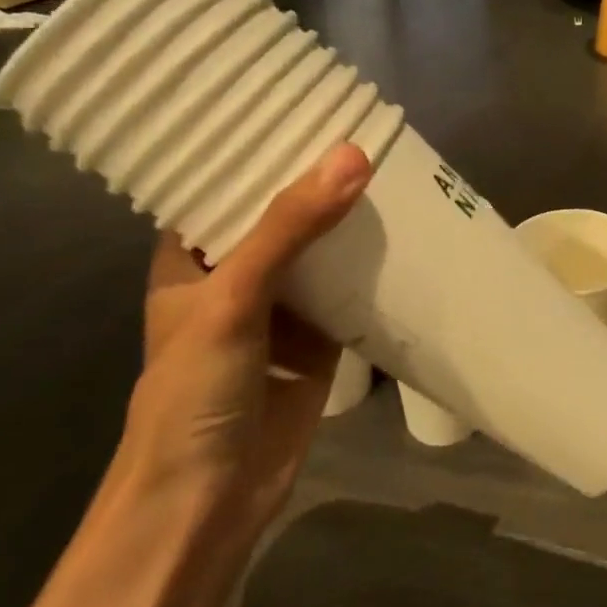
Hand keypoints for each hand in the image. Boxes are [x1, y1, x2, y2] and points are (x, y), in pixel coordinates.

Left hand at [122, 143, 371, 531]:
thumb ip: (289, 228)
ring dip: (353, 218)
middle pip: (284, 212)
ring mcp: (283, 306)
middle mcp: (239, 273)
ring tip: (399, 166)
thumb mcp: (232, 298)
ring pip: (323, 247)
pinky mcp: (321, 337)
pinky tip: (412, 231)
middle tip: (371, 128)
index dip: (260, 146)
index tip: (304, 105)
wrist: (209, 502)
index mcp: (194, 256)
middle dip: (321, 179)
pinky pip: (353, 288)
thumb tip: (352, 154)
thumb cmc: (194, 393)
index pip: (225, 183)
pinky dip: (377, 264)